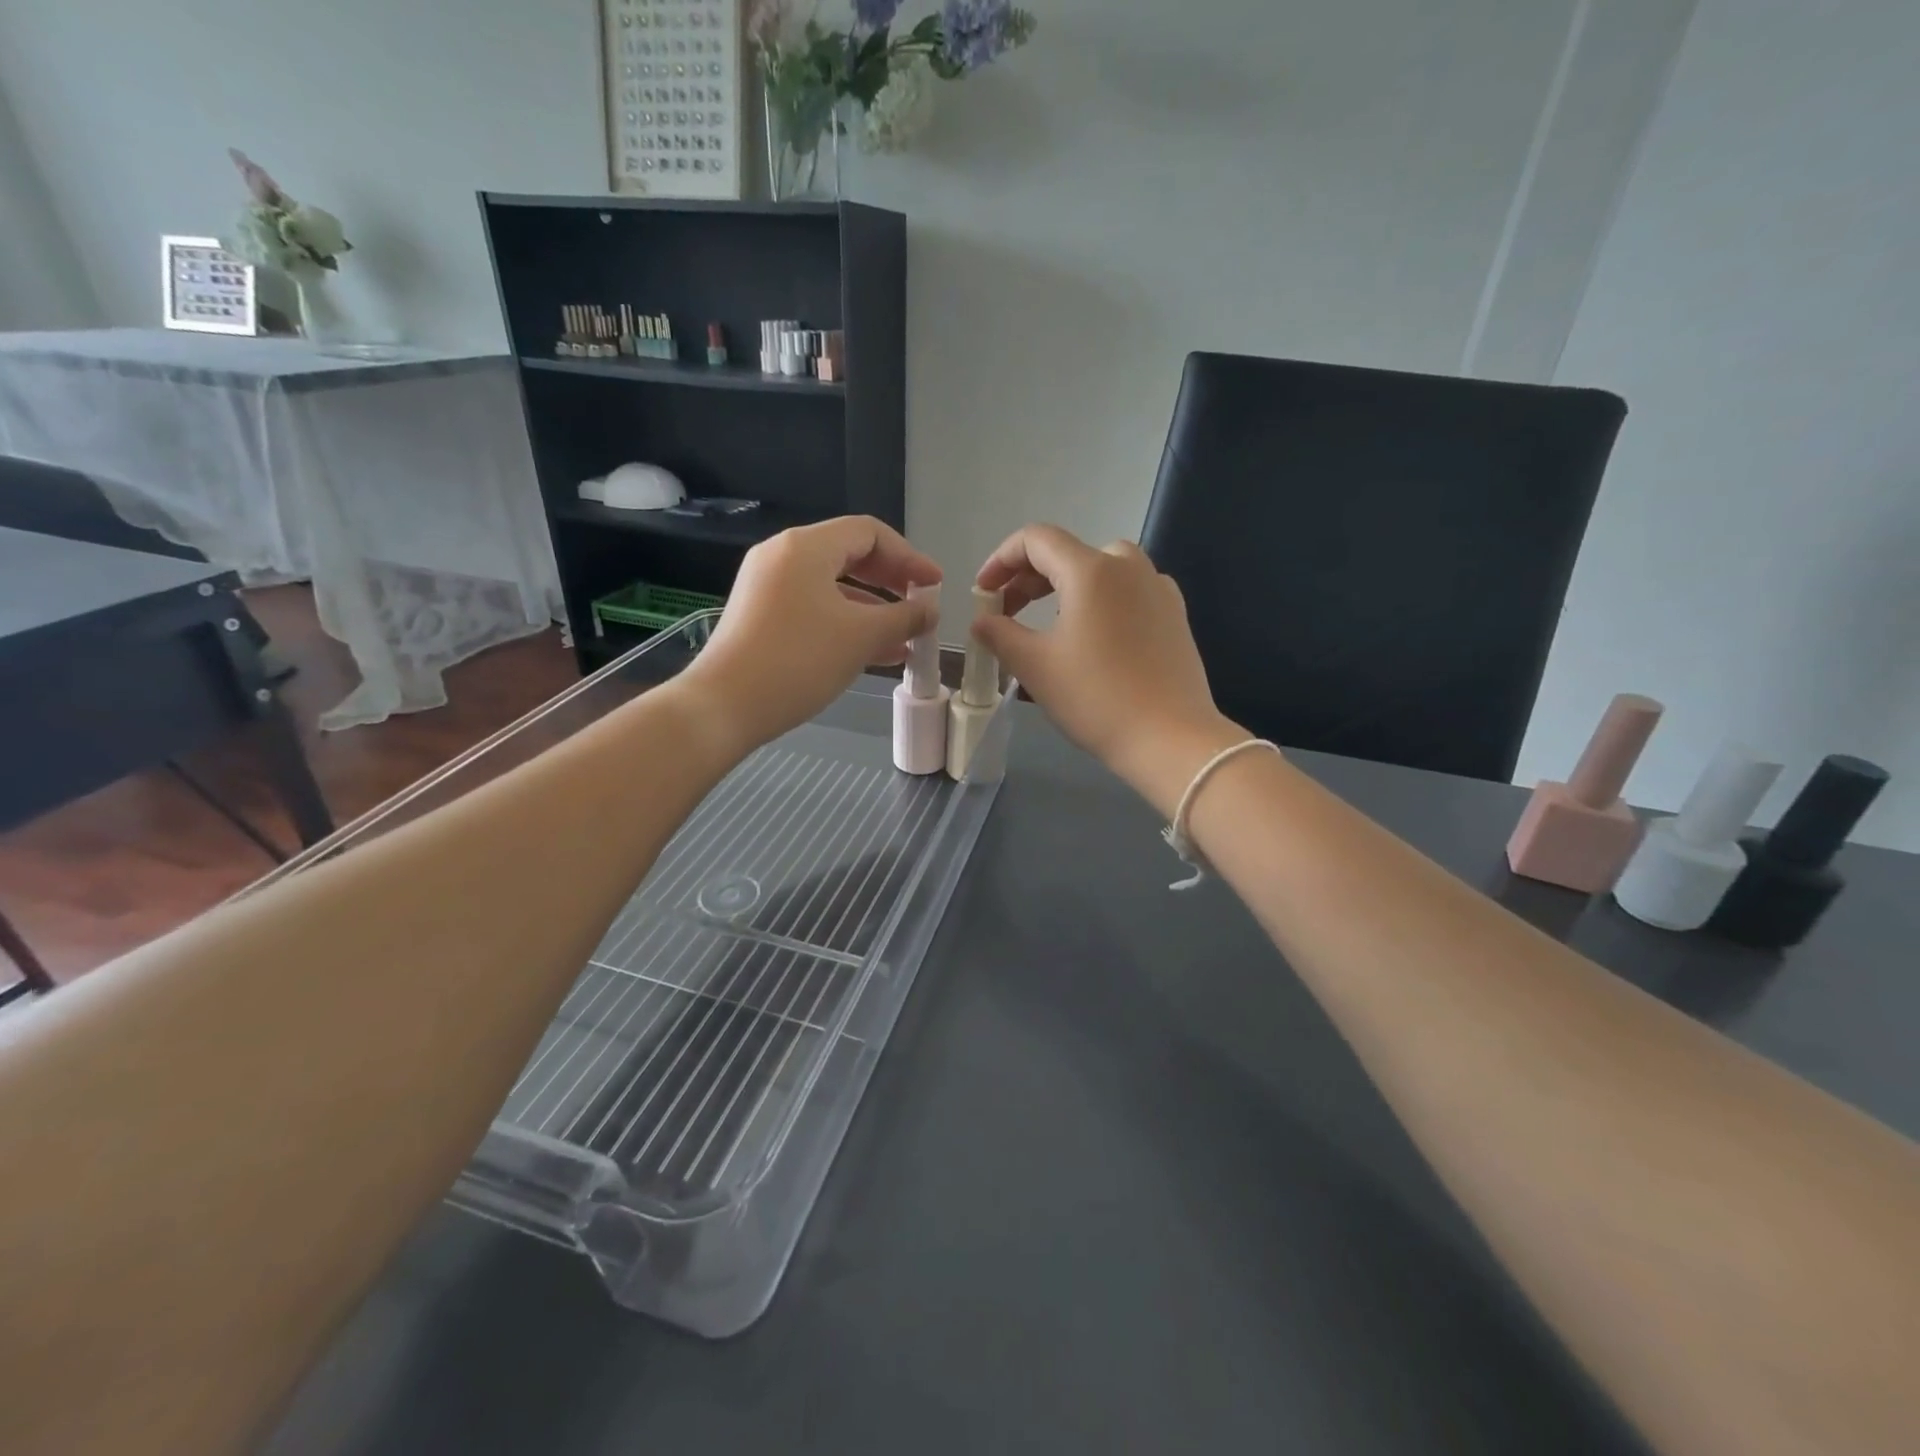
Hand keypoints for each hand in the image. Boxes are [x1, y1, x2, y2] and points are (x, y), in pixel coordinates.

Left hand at [679, 516, 939, 752]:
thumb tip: (929, 611)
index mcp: (806, 547)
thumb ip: (904, 618)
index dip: (909, 556)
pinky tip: (875, 654)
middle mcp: (783, 556)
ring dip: (873, 609)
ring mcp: (768, 587)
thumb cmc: (798, 661)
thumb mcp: (861, 637)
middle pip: (850, 555)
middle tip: (921, 606)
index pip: (869, 533)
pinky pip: (814, 608)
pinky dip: (847, 624)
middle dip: (892, 582)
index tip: (935, 585)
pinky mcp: (761, 616)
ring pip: (833, 587)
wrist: (723, 706)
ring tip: (906, 639)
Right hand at [975, 524, 1243, 816]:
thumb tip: (982, 620)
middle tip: (1006, 614)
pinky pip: (1128, 591)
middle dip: (1029, 579)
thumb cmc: (1096, 698)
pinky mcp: (1175, 614)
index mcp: (1091, 569)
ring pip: (1101, 570)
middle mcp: (1128, 566)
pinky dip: (1100, 601)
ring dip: (1064, 588)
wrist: (1170, 738)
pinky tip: (1094, 635)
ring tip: (1047, 623)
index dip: (1001, 560)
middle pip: (1068, 553)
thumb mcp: (1035, 666)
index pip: (1036, 540)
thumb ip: (1000, 634)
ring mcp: (1157, 588)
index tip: (983, 592)